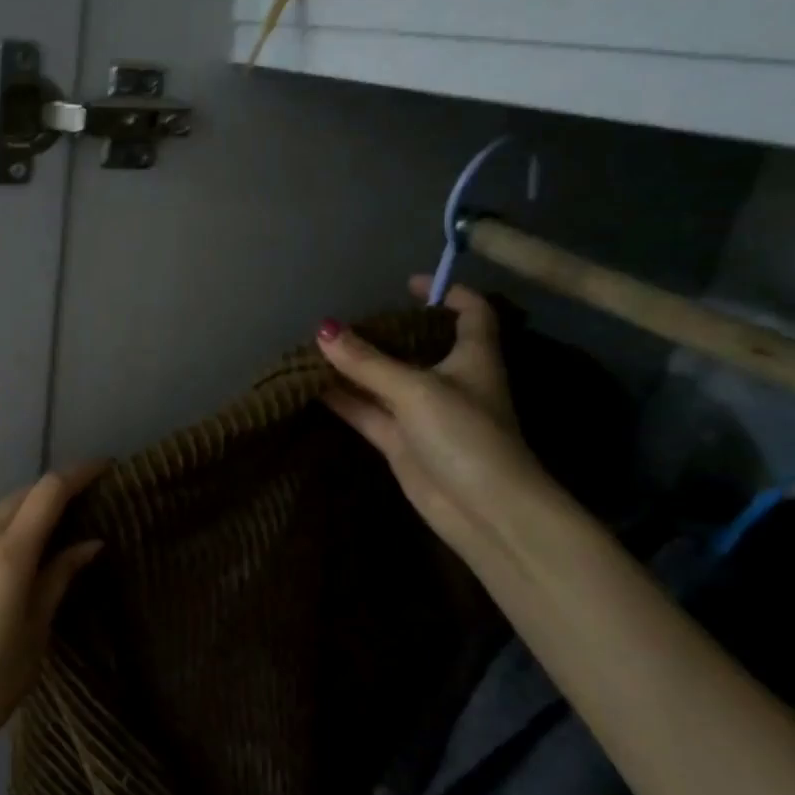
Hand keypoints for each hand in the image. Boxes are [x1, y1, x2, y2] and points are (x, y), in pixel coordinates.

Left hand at [0, 463, 105, 744]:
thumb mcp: (38, 629)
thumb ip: (60, 576)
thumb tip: (90, 543)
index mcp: (8, 553)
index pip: (48, 492)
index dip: (79, 474)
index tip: (106, 468)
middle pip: (22, 495)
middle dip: (55, 489)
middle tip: (86, 500)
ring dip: (27, 508)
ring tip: (54, 527)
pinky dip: (4, 528)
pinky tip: (15, 553)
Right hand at [316, 278, 550, 560]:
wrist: (482, 510)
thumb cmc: (464, 436)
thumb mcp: (415, 389)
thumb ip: (367, 361)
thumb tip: (322, 329)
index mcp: (472, 357)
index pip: (471, 312)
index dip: (447, 292)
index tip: (408, 284)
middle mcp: (448, 381)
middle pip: (416, 346)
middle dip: (384, 332)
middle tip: (344, 320)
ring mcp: (422, 414)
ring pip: (383, 380)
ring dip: (354, 367)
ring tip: (315, 347)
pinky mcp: (400, 442)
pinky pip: (367, 411)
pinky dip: (343, 399)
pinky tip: (312, 386)